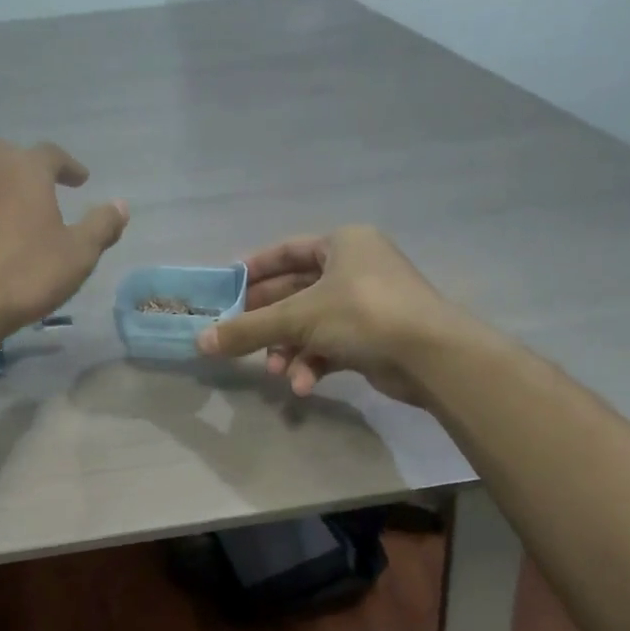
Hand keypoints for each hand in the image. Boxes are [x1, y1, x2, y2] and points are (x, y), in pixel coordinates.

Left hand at [0, 139, 128, 339]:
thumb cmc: (25, 275)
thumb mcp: (78, 255)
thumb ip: (101, 226)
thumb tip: (120, 205)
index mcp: (24, 168)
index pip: (52, 154)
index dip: (69, 166)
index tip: (80, 181)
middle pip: (8, 156)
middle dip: (25, 170)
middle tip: (38, 191)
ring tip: (1, 207)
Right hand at [196, 226, 459, 404]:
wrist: (429, 355)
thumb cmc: (362, 314)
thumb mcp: (298, 318)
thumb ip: (247, 329)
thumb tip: (200, 343)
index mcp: (342, 244)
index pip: (286, 251)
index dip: (253, 270)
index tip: (225, 290)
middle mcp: (354, 268)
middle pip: (294, 294)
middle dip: (267, 324)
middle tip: (236, 341)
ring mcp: (365, 305)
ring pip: (310, 326)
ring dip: (288, 351)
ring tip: (276, 373)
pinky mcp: (371, 338)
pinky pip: (329, 347)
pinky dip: (312, 365)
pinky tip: (302, 387)